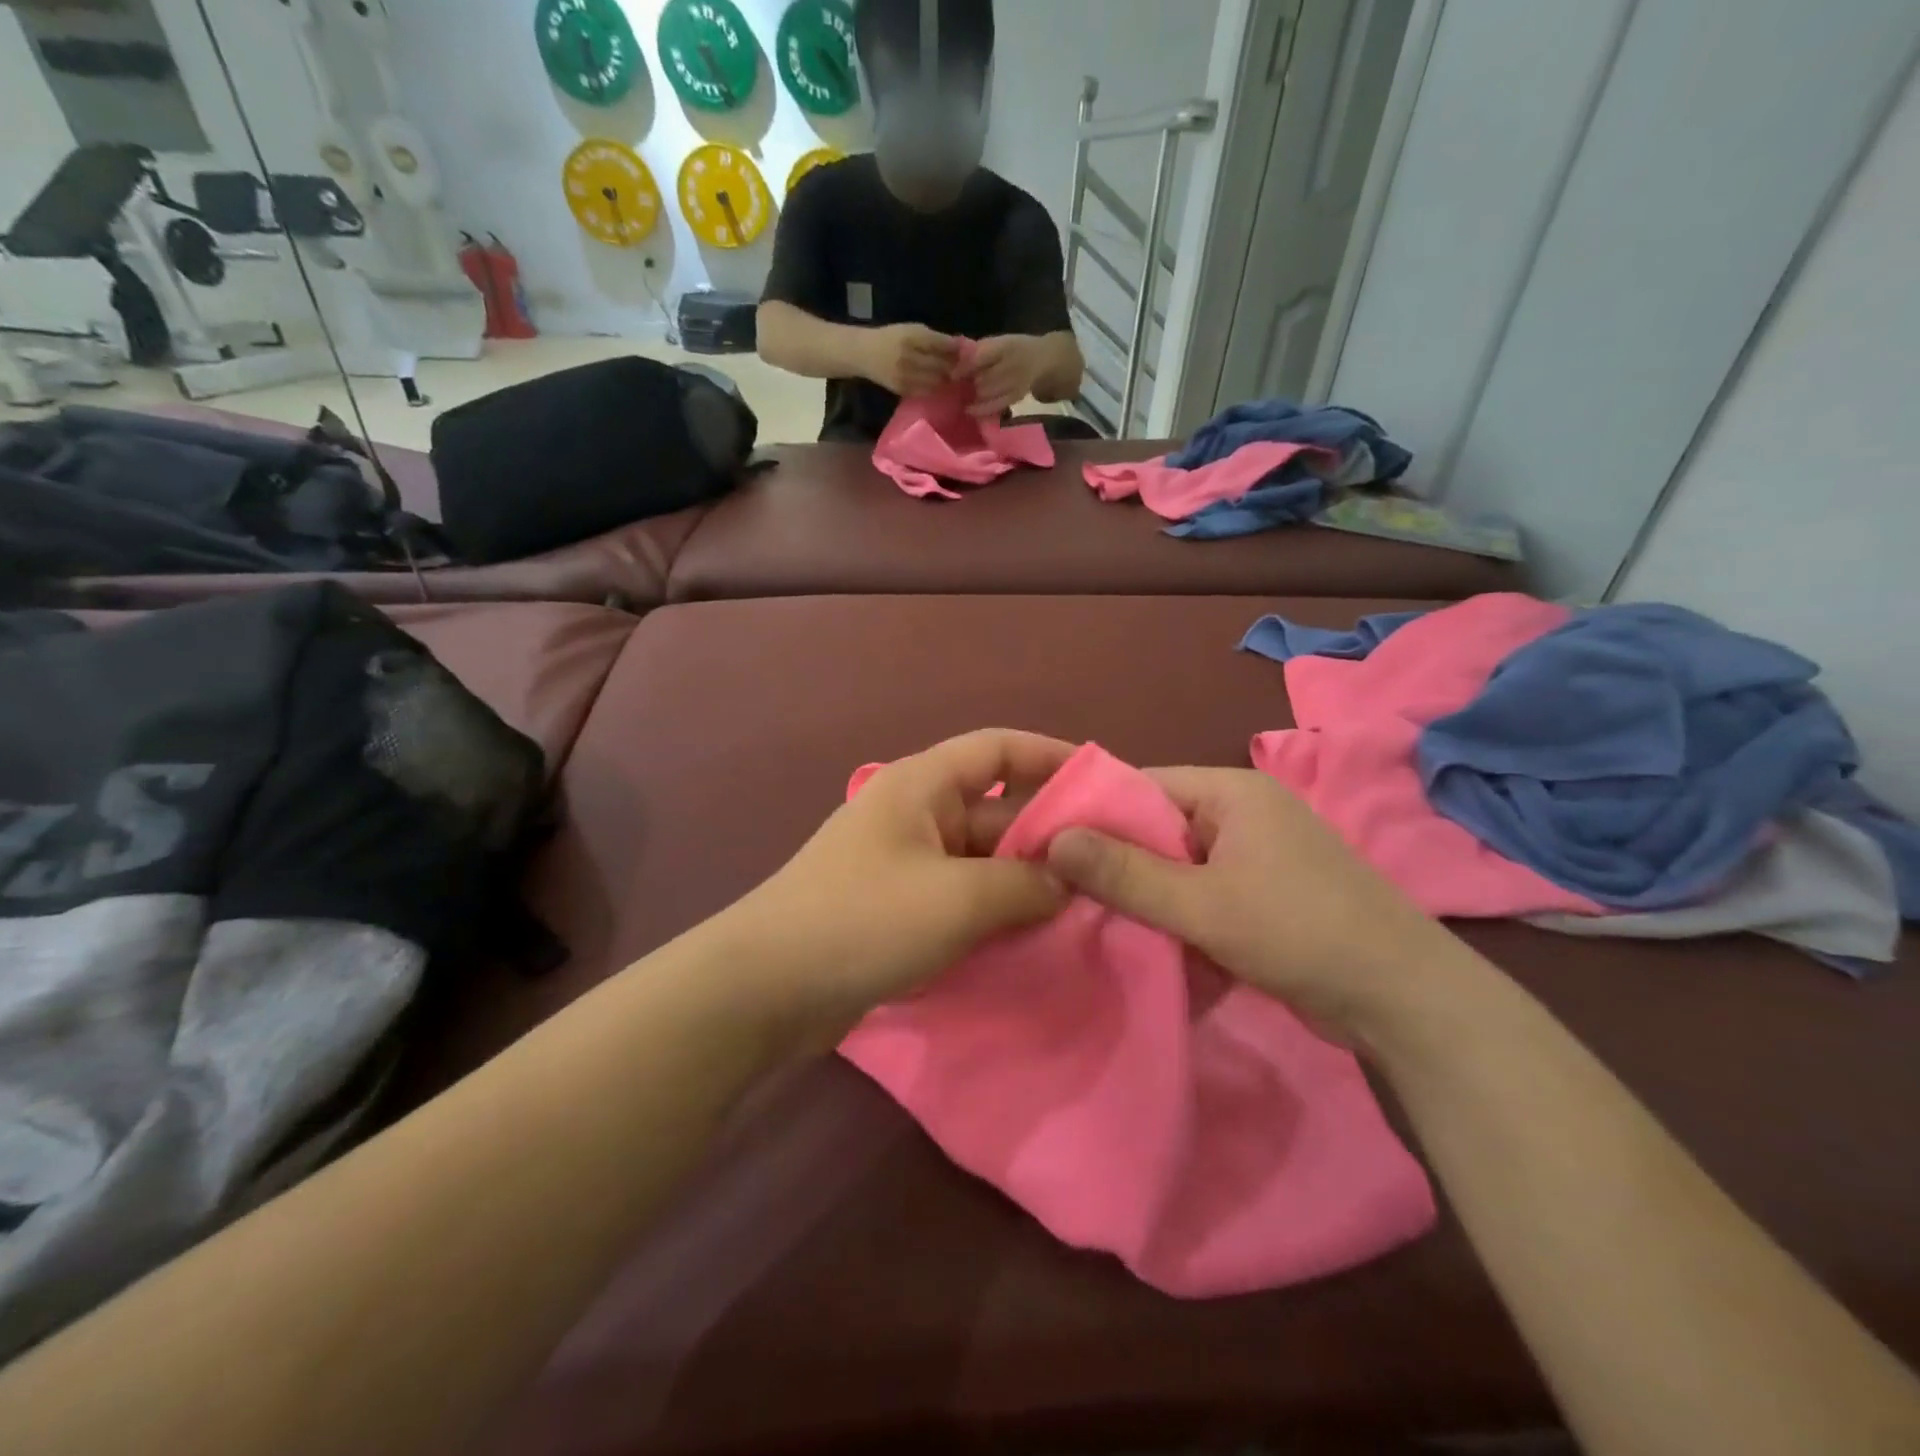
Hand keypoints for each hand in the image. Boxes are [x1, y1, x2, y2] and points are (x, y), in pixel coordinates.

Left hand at [723, 730, 1073, 1047]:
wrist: (765, 989)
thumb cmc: (863, 920)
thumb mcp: (957, 898)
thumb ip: (1024, 884)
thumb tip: (1066, 882)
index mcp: (922, 785)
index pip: (998, 749)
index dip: (1052, 757)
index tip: (1105, 785)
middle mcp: (915, 814)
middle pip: (996, 809)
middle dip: (1049, 835)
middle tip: (1109, 867)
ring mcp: (905, 863)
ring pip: (982, 859)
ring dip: (1026, 881)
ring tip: (1086, 908)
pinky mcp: (898, 908)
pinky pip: (961, 897)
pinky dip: (996, 911)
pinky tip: (1034, 938)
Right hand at [862, 323, 960, 397]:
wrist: (864, 353)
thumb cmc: (891, 338)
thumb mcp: (911, 329)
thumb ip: (933, 338)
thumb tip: (959, 347)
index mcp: (913, 336)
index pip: (943, 344)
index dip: (957, 350)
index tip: (964, 353)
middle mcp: (909, 356)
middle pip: (942, 365)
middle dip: (954, 368)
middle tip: (962, 369)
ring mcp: (905, 375)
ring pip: (936, 381)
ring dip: (946, 381)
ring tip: (951, 378)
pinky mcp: (902, 389)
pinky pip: (926, 392)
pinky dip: (934, 389)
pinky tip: (937, 385)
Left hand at [955, 334, 1046, 416]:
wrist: (1042, 358)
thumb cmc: (1015, 348)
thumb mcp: (1000, 341)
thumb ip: (980, 350)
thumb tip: (956, 362)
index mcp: (1006, 345)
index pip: (979, 358)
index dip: (963, 368)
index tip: (952, 375)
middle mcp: (1013, 364)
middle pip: (982, 378)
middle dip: (969, 383)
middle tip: (960, 386)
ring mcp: (1016, 382)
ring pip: (986, 393)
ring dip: (974, 395)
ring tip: (966, 395)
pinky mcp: (1016, 397)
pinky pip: (994, 406)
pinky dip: (980, 409)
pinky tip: (970, 409)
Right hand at [1046, 768, 1465, 1043]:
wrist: (1405, 1002)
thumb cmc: (1299, 933)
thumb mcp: (1201, 905)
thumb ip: (1124, 873)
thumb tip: (1051, 839)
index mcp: (1229, 791)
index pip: (1140, 786)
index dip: (1091, 815)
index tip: (1045, 851)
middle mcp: (1242, 812)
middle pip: (1157, 828)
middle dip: (1117, 865)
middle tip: (1064, 897)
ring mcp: (1257, 855)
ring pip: (1178, 867)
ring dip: (1147, 897)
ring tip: (1097, 924)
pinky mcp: (1265, 894)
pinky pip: (1203, 894)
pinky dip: (1179, 917)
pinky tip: (1150, 946)